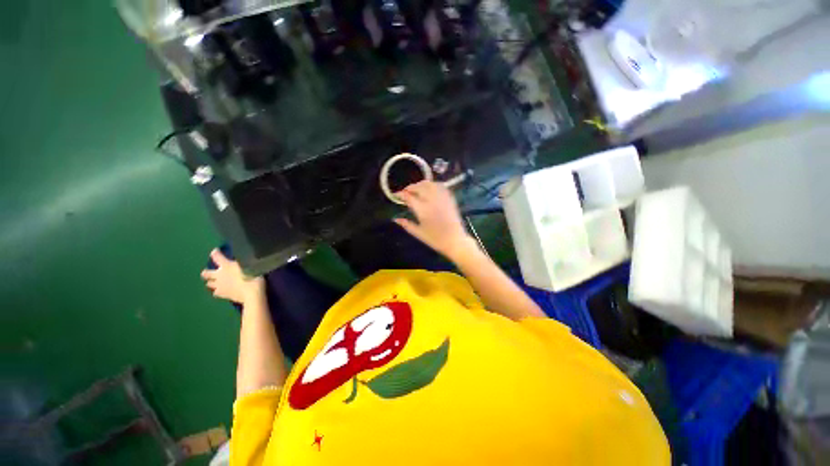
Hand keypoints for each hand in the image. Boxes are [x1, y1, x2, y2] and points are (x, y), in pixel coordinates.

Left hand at [201, 249, 264, 304]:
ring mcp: (219, 285)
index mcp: (226, 265)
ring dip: (212, 282)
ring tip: (217, 282)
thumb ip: (244, 263)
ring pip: (208, 284)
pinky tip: (223, 291)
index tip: (215, 251)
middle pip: (206, 273)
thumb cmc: (254, 277)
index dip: (215, 253)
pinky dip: (218, 291)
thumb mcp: (251, 266)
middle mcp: (219, 275)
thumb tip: (242, 261)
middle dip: (207, 272)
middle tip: (212, 272)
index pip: (217, 256)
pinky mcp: (222, 294)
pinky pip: (215, 293)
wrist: (252, 294)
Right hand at [394, 180, 474, 260]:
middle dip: (410, 187)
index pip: (409, 196)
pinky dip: (432, 185)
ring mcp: (442, 198)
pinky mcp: (449, 198)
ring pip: (429, 184)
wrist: (455, 241)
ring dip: (421, 184)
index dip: (401, 194)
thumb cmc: (436, 239)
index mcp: (422, 210)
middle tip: (406, 192)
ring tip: (416, 189)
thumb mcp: (418, 233)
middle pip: (419, 187)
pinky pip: (440, 186)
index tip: (396, 195)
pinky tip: (429, 189)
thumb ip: (406, 224)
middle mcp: (432, 200)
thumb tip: (395, 219)